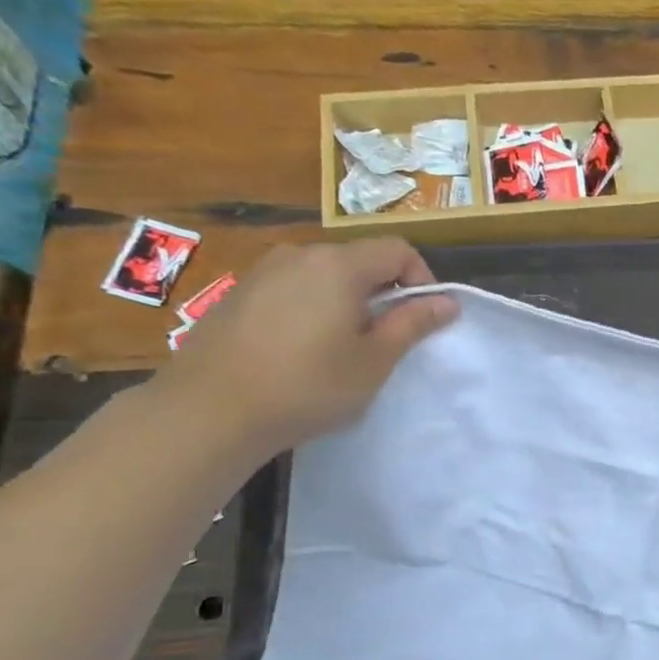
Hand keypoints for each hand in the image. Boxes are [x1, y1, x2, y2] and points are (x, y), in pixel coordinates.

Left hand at [152, 240, 456, 459]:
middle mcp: (300, 254)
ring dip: (347, 301)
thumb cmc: (308, 385)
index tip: (422, 320)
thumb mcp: (374, 361)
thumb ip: (412, 324)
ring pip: (324, 275)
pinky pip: (292, 289)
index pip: (398, 250)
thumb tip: (447, 302)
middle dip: (383, 293)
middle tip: (385, 341)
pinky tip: (301, 351)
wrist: (211, 409)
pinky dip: (312, 308)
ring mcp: (264, 271)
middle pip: (359, 259)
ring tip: (342, 348)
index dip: (421, 280)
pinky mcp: (239, 293)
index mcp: (340, 265)